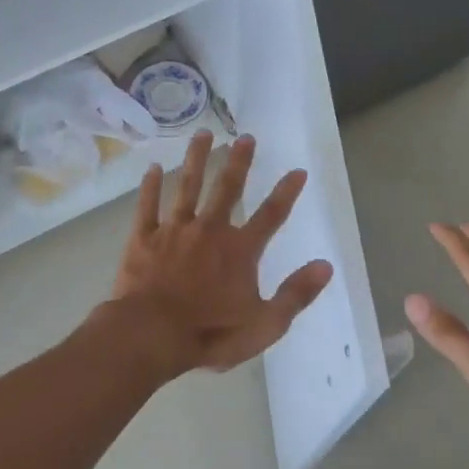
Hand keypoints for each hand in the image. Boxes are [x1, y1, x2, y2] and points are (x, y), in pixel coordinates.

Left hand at [108, 131, 332, 376]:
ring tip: (203, 134)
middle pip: (227, 189)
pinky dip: (150, 187)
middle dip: (239, 162)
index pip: (271, 215)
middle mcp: (209, 230)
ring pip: (187, 187)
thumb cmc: (211, 333)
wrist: (151, 334)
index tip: (296, 170)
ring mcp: (174, 231)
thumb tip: (325, 266)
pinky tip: (152, 168)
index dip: (286, 192)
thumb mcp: (265, 324)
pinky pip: (147, 206)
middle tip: (246, 137)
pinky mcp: (143, 238)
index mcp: (240, 251)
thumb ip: (295, 294)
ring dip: (196, 160)